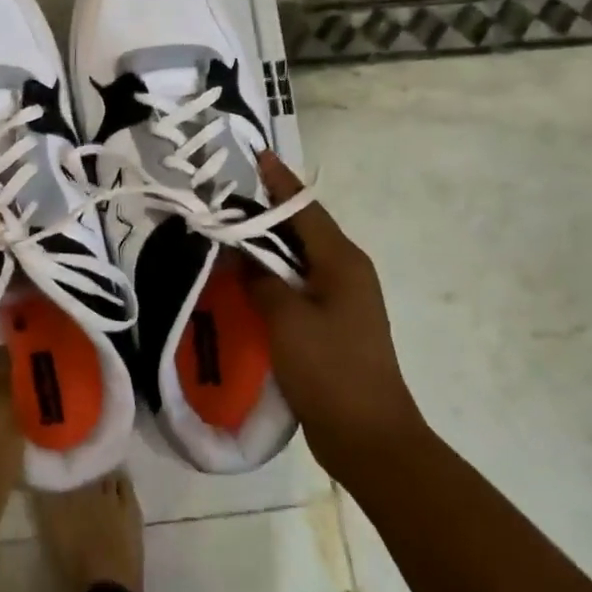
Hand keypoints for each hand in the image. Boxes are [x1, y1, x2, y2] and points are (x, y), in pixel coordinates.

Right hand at [247, 153, 423, 479]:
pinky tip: (243, 281)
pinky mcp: (331, 325)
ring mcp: (341, 300)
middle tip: (224, 198)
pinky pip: (296, 286)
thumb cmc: (330, 369)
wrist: (367, 436)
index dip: (279, 182)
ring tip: (226, 233)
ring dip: (266, 246)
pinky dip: (271, 277)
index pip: (304, 208)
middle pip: (302, 230)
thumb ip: (260, 279)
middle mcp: (345, 272)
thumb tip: (240, 254)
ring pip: (298, 259)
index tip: (256, 154)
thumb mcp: (287, 319)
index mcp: (342, 261)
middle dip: (265, 212)